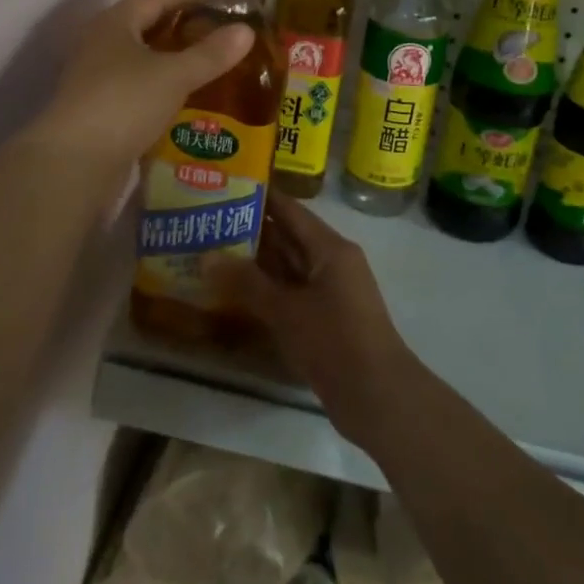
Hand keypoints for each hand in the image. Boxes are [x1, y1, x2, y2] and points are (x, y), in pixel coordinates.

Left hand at [29, 0, 254, 171]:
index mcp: (116, 22)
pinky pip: (140, 86)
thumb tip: (247, 30)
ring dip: (176, 57)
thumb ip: (211, 53)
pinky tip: (189, 97)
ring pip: (144, 58)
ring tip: (213, 62)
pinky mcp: (102, 109)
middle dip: (185, 24)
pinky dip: (165, 86)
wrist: (74, 163)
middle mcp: (103, 43)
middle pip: (149, 24)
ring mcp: (99, 78)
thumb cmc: (124, 103)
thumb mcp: (174, 75)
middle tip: (224, 29)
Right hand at [207, 193, 418, 451]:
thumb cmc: (334, 341)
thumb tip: (206, 256)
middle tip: (207, 221)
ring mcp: (329, 291)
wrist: (377, 397)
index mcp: (330, 248)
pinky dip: (265, 289)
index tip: (225, 186)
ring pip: (287, 266)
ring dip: (255, 261)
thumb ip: (246, 281)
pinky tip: (234, 292)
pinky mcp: (325, 318)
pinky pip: (290, 292)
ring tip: (211, 251)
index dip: (259, 196)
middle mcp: (331, 262)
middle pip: (287, 236)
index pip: (289, 209)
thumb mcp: (286, 309)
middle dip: (250, 230)